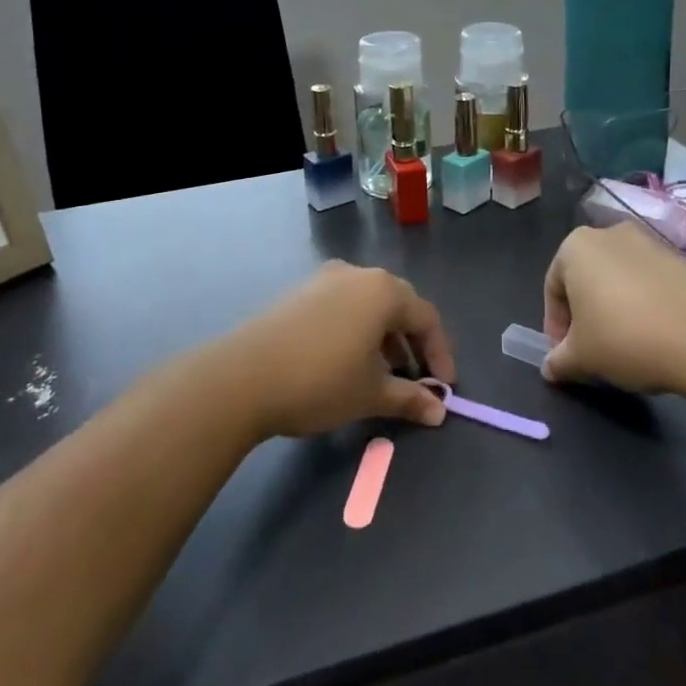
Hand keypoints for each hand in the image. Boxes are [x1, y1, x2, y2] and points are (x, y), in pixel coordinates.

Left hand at [215, 263, 455, 438]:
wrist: (242, 377)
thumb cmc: (320, 381)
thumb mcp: (371, 394)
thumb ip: (410, 399)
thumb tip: (438, 411)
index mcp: (383, 291)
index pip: (427, 318)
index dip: (440, 354)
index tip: (443, 389)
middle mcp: (356, 274)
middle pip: (398, 306)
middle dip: (412, 345)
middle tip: (415, 380)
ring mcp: (324, 280)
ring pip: (368, 306)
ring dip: (383, 338)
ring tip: (382, 376)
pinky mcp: (299, 293)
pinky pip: (342, 307)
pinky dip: (356, 331)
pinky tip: (347, 362)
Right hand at [541, 223, 685, 392]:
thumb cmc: (625, 337)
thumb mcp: (582, 358)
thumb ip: (559, 361)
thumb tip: (550, 368)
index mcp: (575, 247)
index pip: (552, 289)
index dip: (555, 327)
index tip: (566, 357)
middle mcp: (609, 234)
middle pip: (586, 280)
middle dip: (585, 316)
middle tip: (592, 353)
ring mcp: (649, 243)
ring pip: (619, 281)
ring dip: (615, 311)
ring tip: (627, 348)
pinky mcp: (682, 259)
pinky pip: (650, 284)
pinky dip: (646, 307)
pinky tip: (656, 338)